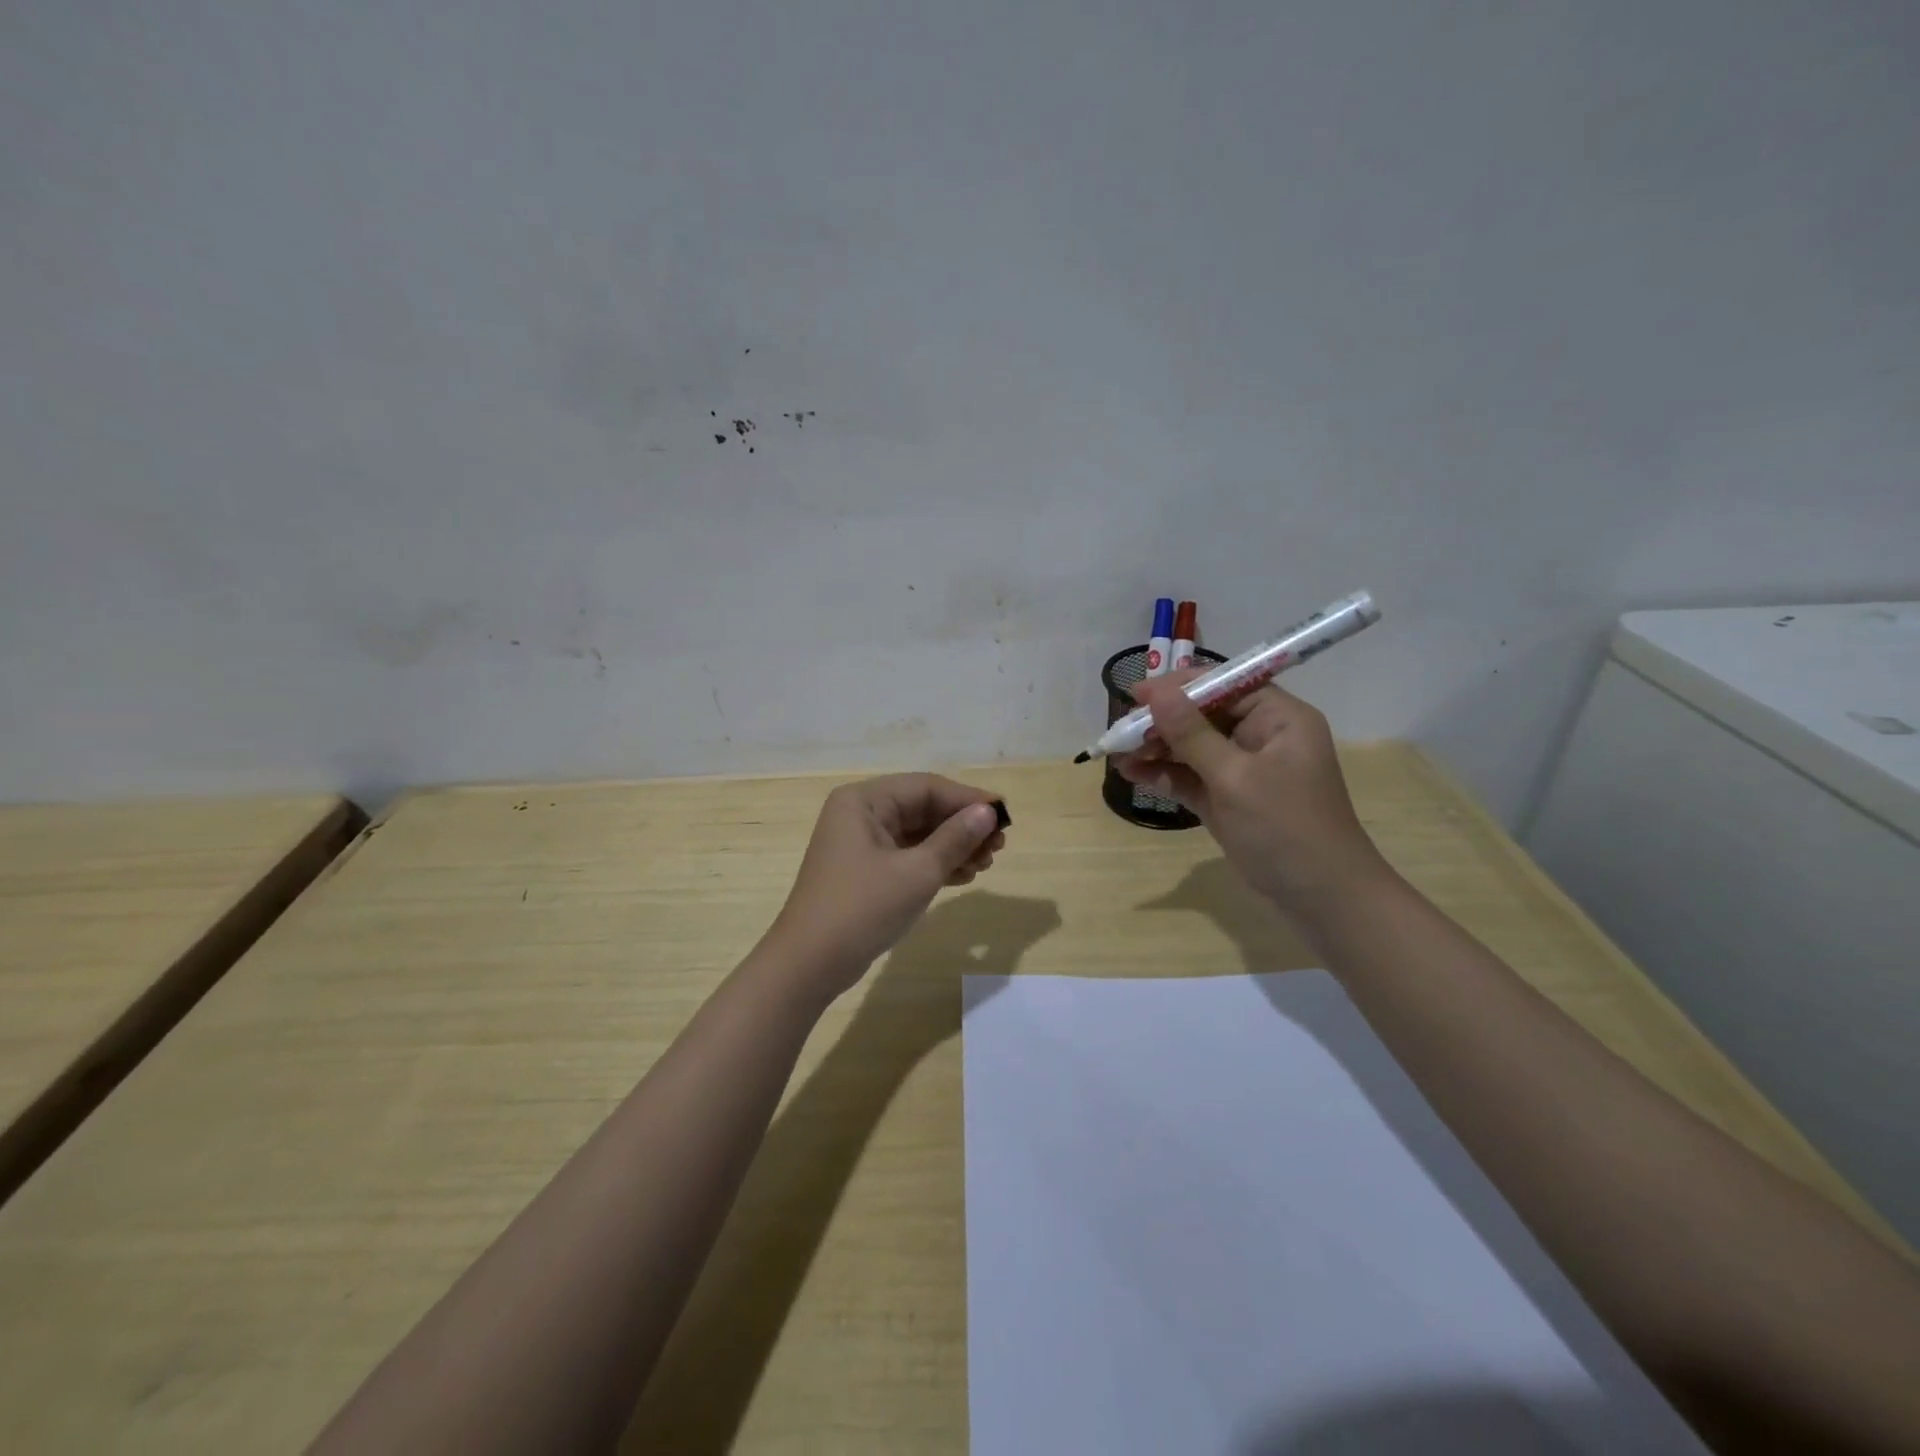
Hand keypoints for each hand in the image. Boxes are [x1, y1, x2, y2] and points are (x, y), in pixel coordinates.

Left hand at [765, 774, 1006, 998]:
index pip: (926, 787)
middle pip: (922, 809)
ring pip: (918, 834)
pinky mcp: (865, 871)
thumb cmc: (862, 909)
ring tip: (986, 864)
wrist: (809, 965)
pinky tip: (964, 876)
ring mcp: (860, 844)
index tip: (1004, 816)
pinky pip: (907, 856)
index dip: (968, 799)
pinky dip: (935, 864)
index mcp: (864, 801)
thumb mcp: (917, 872)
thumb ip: (955, 838)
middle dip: (962, 826)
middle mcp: (860, 814)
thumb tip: (988, 812)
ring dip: (953, 847)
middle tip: (998, 846)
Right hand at [1115, 672, 1390, 914]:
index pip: (1225, 685)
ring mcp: (1243, 770)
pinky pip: (1191, 776)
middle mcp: (1262, 736)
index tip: (1136, 695)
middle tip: (1120, 730)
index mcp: (1279, 719)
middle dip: (1162, 721)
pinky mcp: (1228, 799)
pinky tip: (1132, 773)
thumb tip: (1157, 693)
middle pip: (1204, 714)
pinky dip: (1164, 774)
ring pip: (1192, 746)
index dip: (1180, 687)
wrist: (1321, 900)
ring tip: (1118, 754)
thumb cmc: (1285, 829)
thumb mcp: (1235, 778)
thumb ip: (1192, 734)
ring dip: (1157, 748)